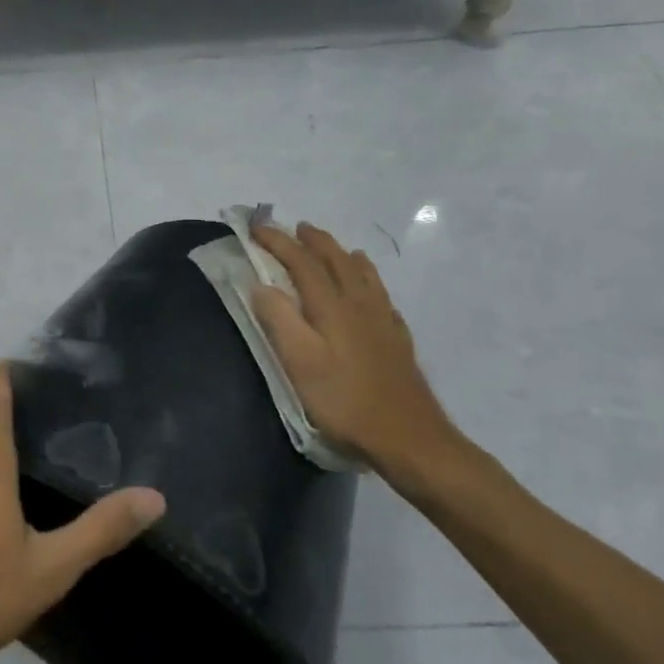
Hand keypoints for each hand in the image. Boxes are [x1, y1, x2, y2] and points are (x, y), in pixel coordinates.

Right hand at [249, 222, 459, 482]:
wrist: (408, 437)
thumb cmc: (344, 401)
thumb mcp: (300, 363)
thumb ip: (279, 320)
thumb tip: (262, 285)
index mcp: (332, 306)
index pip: (301, 262)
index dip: (277, 242)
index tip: (256, 227)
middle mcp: (360, 304)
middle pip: (336, 260)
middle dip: (313, 240)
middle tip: (295, 227)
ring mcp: (383, 320)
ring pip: (363, 274)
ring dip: (343, 254)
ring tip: (334, 247)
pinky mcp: (397, 339)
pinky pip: (381, 296)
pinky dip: (369, 280)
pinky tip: (370, 291)